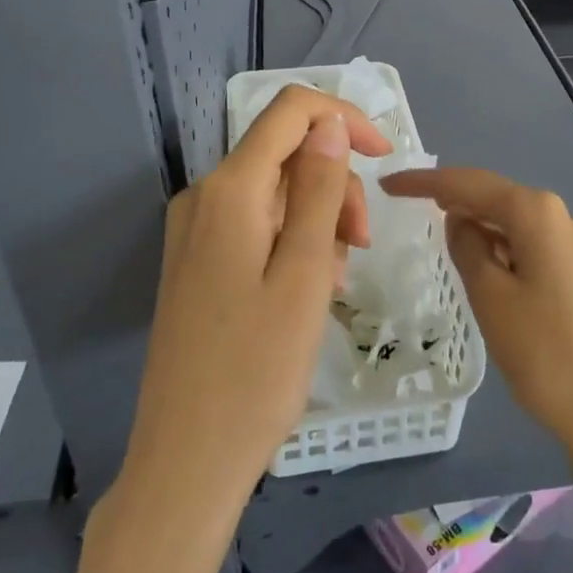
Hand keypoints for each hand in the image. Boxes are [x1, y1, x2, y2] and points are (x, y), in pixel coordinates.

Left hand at [119, 85, 391, 524]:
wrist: (186, 461)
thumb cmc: (256, 371)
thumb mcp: (304, 273)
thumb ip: (318, 189)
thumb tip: (329, 125)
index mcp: (229, 190)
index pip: (291, 111)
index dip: (343, 119)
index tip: (385, 156)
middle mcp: (205, 196)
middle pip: (285, 154)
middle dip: (334, 184)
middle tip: (358, 246)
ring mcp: (195, 230)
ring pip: (275, 191)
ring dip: (317, 219)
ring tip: (333, 282)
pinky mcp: (197, 261)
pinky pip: (256, 225)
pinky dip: (292, 242)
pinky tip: (307, 290)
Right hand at [379, 168, 572, 469]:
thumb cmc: (542, 352)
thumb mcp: (490, 295)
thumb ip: (467, 246)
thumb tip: (460, 220)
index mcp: (537, 213)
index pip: (469, 184)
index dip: (424, 180)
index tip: (387, 184)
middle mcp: (559, 216)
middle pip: (492, 194)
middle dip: (450, 194)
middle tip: (404, 198)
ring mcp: (572, 244)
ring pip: (509, 218)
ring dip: (474, 219)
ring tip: (435, 224)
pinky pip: (525, 241)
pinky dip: (496, 242)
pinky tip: (478, 256)